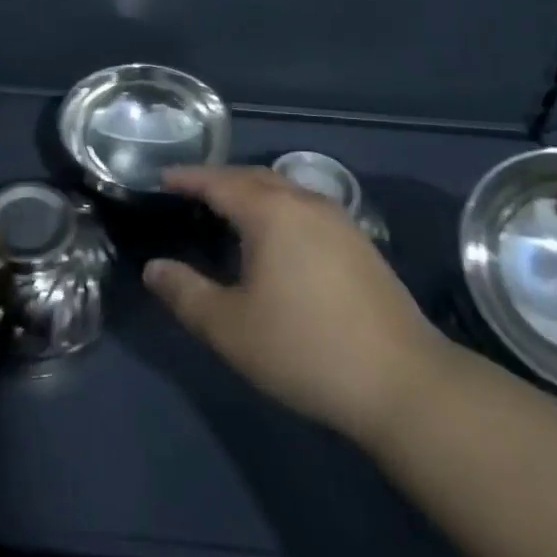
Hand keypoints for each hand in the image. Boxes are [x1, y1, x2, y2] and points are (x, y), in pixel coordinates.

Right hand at [144, 166, 450, 445]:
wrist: (402, 380)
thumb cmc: (305, 349)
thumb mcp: (231, 328)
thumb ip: (186, 294)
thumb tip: (154, 268)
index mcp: (271, 211)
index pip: (219, 181)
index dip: (188, 178)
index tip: (161, 177)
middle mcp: (305, 201)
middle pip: (253, 176)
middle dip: (219, 180)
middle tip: (190, 192)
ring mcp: (338, 219)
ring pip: (284, 189)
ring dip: (252, 191)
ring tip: (228, 210)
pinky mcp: (359, 242)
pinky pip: (305, 206)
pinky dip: (278, 207)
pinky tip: (276, 237)